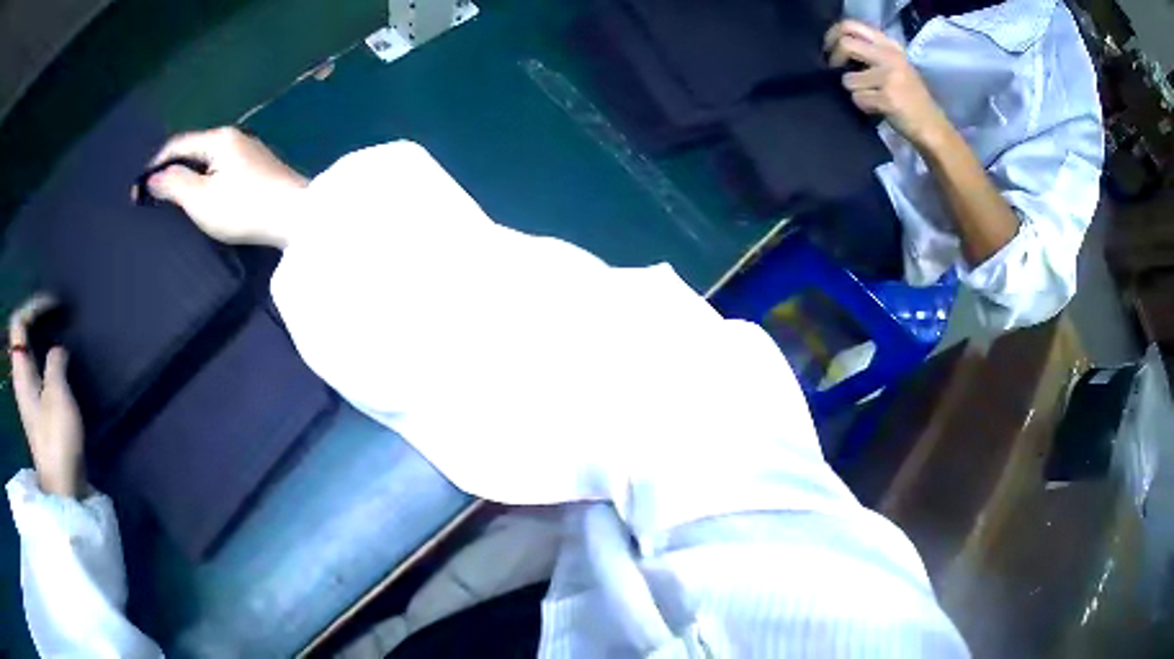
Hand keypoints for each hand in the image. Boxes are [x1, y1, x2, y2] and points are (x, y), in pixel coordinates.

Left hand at [9, 294, 84, 498]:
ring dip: (40, 335)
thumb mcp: (57, 395)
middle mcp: (21, 378)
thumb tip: (58, 351)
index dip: (32, 306)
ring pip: (28, 350)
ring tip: (57, 330)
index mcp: (20, 372)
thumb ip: (55, 362)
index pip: (18, 323)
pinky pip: (36, 367)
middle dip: (35, 316)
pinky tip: (58, 360)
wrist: (62, 487)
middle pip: (20, 334)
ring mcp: (28, 394)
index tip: (53, 305)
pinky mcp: (37, 408)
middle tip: (55, 312)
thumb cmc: (56, 440)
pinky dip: (45, 354)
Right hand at [135, 126, 309, 247]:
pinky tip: (200, 196)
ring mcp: (249, 151)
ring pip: (207, 159)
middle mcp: (234, 137)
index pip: (178, 144)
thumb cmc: (244, 207)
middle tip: (151, 194)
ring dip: (187, 175)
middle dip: (170, 168)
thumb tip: (153, 177)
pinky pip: (220, 169)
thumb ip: (175, 184)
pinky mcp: (258, 168)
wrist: (296, 217)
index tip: (136, 189)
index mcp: (219, 138)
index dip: (154, 164)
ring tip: (171, 197)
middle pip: (193, 149)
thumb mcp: (201, 199)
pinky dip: (204, 180)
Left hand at [825, 20, 950, 149]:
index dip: (833, 35)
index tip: (828, 48)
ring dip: (854, 91)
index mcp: (890, 45)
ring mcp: (890, 77)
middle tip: (834, 70)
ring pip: (849, 79)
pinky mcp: (888, 98)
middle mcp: (890, 56)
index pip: (852, 25)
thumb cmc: (909, 96)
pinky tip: (877, 109)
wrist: (931, 126)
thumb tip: (837, 45)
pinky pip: (858, 99)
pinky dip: (863, 106)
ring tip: (870, 97)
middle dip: (834, 59)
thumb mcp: (894, 64)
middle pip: (846, 44)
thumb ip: (871, 51)